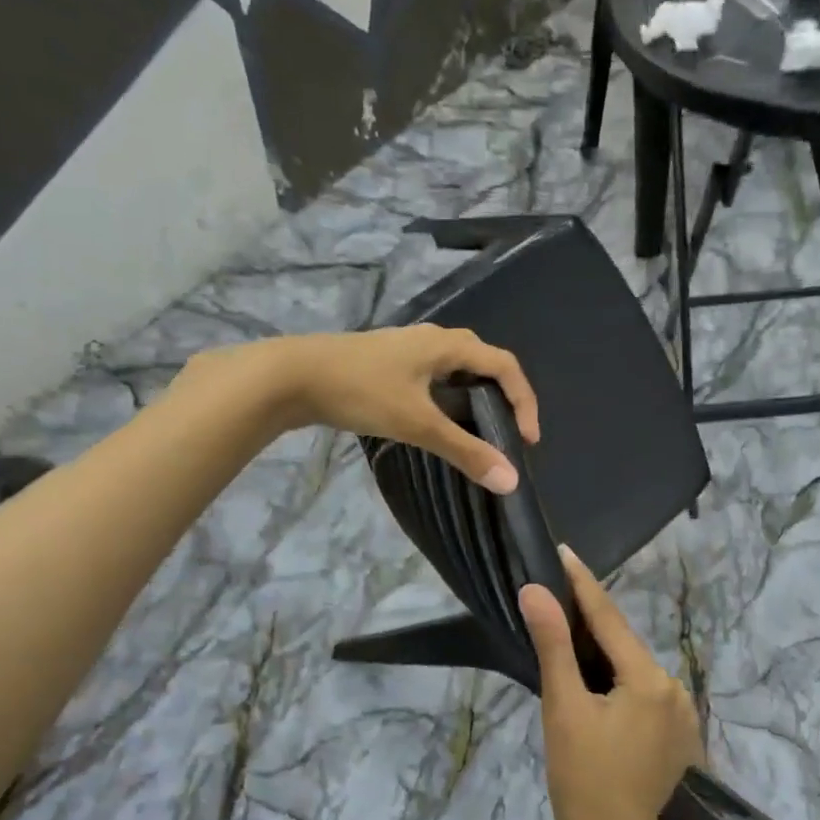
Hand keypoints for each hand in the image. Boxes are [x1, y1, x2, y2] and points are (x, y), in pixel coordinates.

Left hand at [254, 325, 539, 490]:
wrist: (291, 375)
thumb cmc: (361, 391)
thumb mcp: (417, 423)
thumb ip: (465, 451)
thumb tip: (511, 481)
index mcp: (448, 345)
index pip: (505, 365)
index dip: (525, 400)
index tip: (527, 440)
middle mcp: (433, 338)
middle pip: (484, 361)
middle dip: (504, 396)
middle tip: (508, 433)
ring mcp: (408, 348)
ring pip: (457, 367)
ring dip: (476, 396)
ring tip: (478, 430)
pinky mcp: (388, 361)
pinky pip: (434, 374)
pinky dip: (449, 396)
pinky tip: (436, 419)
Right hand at [522, 545, 702, 819]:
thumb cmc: (583, 782)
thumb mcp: (564, 709)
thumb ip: (554, 646)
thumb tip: (535, 591)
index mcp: (648, 679)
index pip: (610, 618)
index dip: (583, 584)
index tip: (564, 551)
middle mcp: (673, 687)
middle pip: (624, 642)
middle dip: (590, 618)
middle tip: (555, 592)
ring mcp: (680, 712)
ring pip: (633, 666)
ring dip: (603, 650)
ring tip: (567, 630)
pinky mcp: (677, 732)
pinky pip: (642, 690)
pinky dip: (617, 677)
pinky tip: (595, 678)